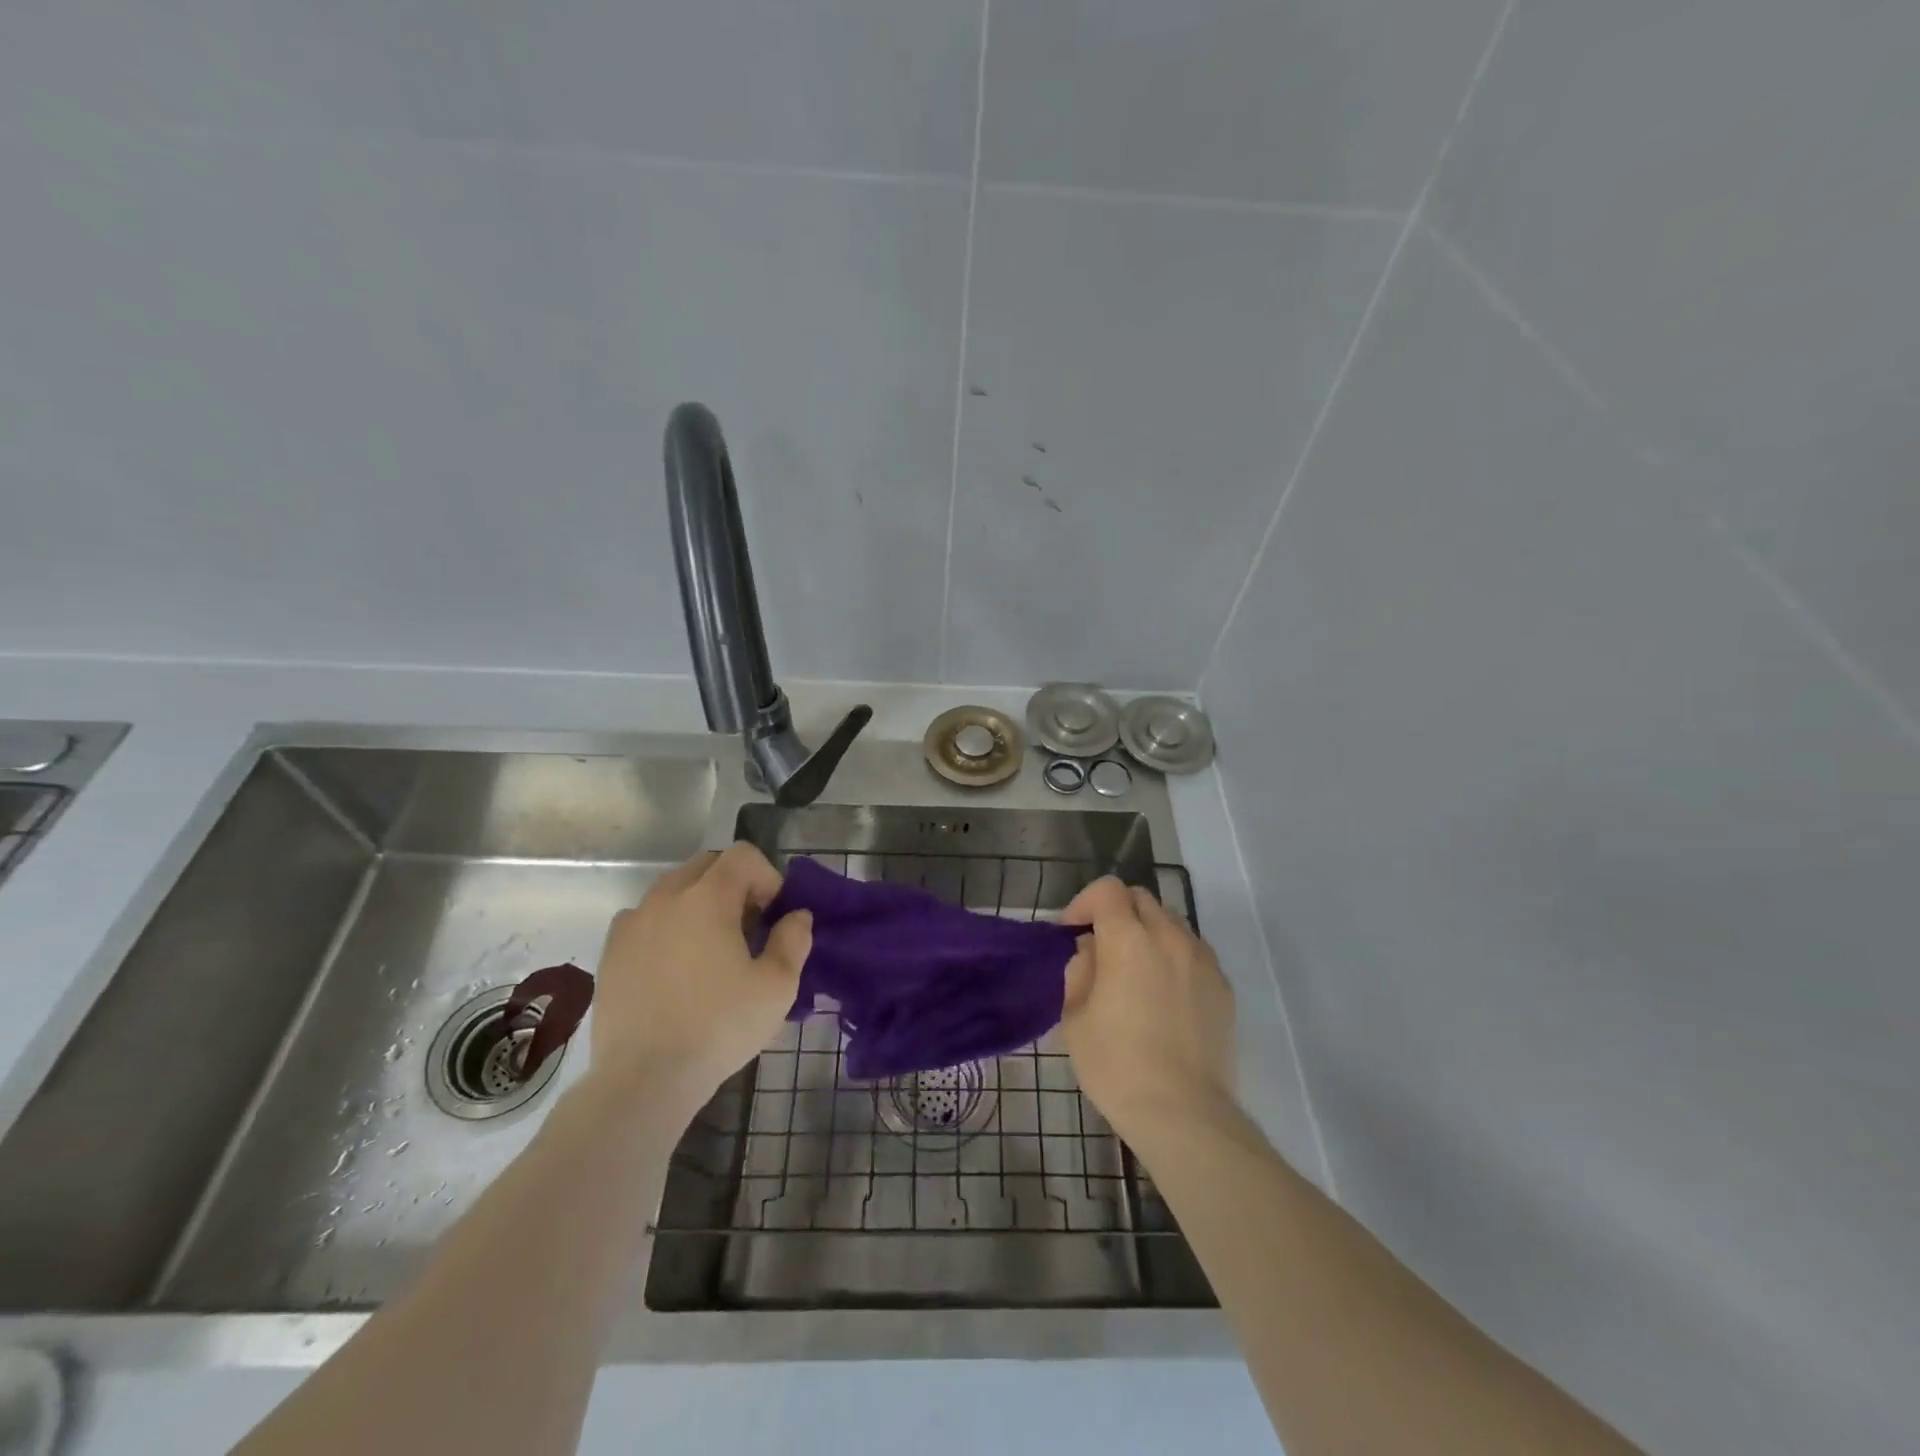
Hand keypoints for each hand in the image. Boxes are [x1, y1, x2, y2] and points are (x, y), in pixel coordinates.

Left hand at [589, 844, 811, 1117]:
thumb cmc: (719, 1027)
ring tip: (710, 949)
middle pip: (706, 865)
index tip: (773, 915)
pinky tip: (675, 967)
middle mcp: (665, 898)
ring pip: (673, 891)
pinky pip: (645, 919)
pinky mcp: (611, 952)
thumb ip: (794, 940)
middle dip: (734, 885)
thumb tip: (797, 916)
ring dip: (699, 904)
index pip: (743, 855)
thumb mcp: (777, 987)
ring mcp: (632, 924)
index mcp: (708, 898)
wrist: (643, 1079)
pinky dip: (666, 927)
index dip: (767, 876)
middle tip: (748, 928)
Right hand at [1060, 878, 1237, 1148]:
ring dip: (1147, 931)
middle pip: (1141, 898)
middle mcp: (1169, 936)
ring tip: (1135, 970)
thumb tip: (1093, 950)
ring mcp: (1202, 959)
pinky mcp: (1223, 985)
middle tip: (1101, 948)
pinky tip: (1164, 995)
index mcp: (1128, 939)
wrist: (1183, 1112)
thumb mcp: (1075, 1017)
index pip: (1107, 890)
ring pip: (1171, 922)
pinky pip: (1193, 952)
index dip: (1084, 902)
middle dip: (1116, 912)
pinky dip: (1173, 956)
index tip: (1072, 932)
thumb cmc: (1116, 1065)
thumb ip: (1080, 970)